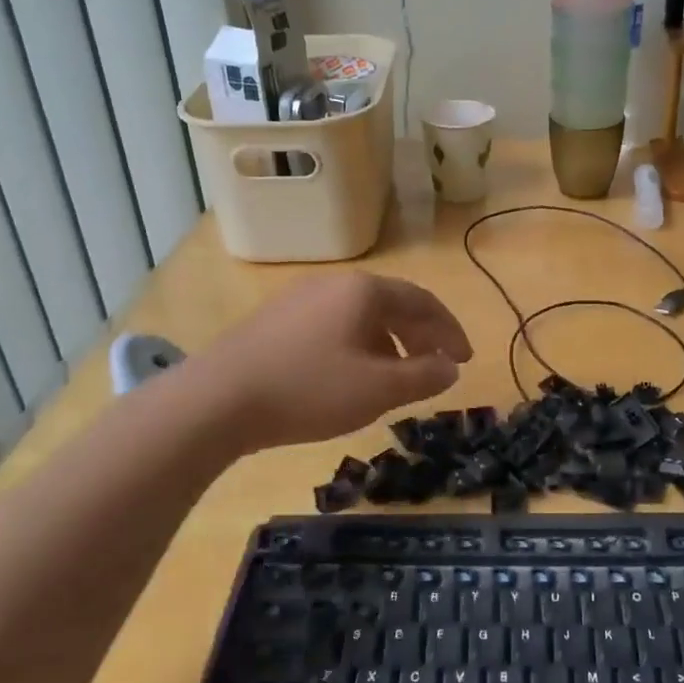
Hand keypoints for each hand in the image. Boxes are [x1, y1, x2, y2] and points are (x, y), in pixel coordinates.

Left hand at [192, 273, 471, 453]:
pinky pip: (333, 324)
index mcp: (365, 291)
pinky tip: (350, 374)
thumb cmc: (309, 389)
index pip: (424, 302)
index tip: (465, 359)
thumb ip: (423, 376)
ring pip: (361, 315)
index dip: (450, 331)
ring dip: (389, 342)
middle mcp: (335, 283)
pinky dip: (357, 344)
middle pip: (392, 304)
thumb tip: (451, 368)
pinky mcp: (276, 318)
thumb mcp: (378, 389)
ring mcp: (301, 297)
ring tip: (396, 376)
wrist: (218, 399)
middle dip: (421, 336)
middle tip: (437, 366)